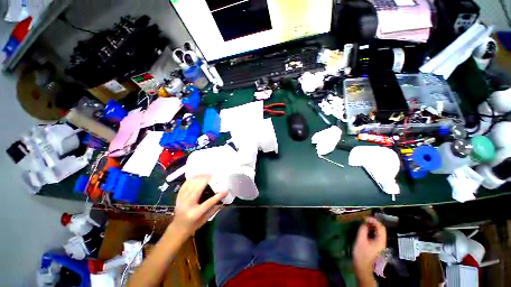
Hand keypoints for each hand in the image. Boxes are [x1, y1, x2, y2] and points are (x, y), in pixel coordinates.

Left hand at [171, 175, 226, 236]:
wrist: (178, 227)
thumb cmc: (193, 225)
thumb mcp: (204, 220)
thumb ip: (212, 210)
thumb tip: (221, 200)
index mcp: (196, 213)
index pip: (209, 202)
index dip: (217, 196)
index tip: (225, 191)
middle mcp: (188, 204)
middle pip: (197, 188)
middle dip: (206, 180)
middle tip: (213, 176)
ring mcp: (182, 199)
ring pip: (190, 184)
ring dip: (198, 177)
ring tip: (206, 174)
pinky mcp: (178, 196)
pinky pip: (184, 184)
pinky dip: (191, 179)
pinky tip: (196, 176)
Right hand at [353, 217, 386, 278]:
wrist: (363, 272)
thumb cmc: (362, 257)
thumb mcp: (360, 243)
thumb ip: (362, 232)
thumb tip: (364, 224)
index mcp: (381, 240)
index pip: (380, 226)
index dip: (374, 221)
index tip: (366, 219)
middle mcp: (383, 242)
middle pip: (380, 230)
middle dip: (373, 225)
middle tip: (365, 223)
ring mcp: (380, 247)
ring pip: (378, 235)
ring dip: (372, 230)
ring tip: (364, 228)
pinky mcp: (377, 250)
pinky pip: (376, 239)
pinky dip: (371, 235)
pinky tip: (365, 237)